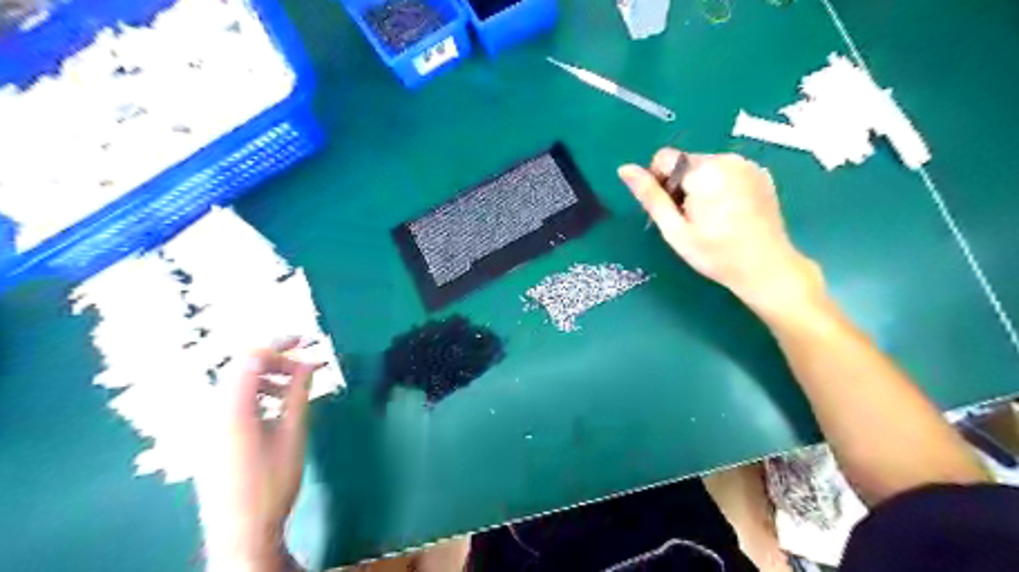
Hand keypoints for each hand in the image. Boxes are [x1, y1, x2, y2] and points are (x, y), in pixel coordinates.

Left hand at [192, 338, 317, 569]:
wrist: (240, 531)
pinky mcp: (211, 437)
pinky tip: (276, 410)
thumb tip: (310, 362)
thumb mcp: (292, 434)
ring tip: (294, 390)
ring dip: (268, 379)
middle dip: (276, 361)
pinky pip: (233, 403)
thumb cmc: (271, 482)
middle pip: (241, 369)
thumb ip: (298, 394)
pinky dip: (257, 396)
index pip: (251, 359)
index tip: (308, 341)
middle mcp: (212, 411)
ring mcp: (208, 425)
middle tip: (306, 367)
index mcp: (231, 408)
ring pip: (237, 386)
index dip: (280, 344)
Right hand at [617, 148, 822, 316]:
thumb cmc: (714, 253)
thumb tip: (624, 169)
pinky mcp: (760, 173)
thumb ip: (650, 196)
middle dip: (680, 186)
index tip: (670, 210)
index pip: (664, 158)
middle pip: (685, 162)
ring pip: (705, 166)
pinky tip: (728, 213)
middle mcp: (727, 158)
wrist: (766, 267)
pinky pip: (727, 171)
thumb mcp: (674, 229)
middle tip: (689, 220)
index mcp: (704, 170)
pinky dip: (719, 186)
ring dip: (699, 186)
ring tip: (709, 218)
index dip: (659, 183)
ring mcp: (747, 164)